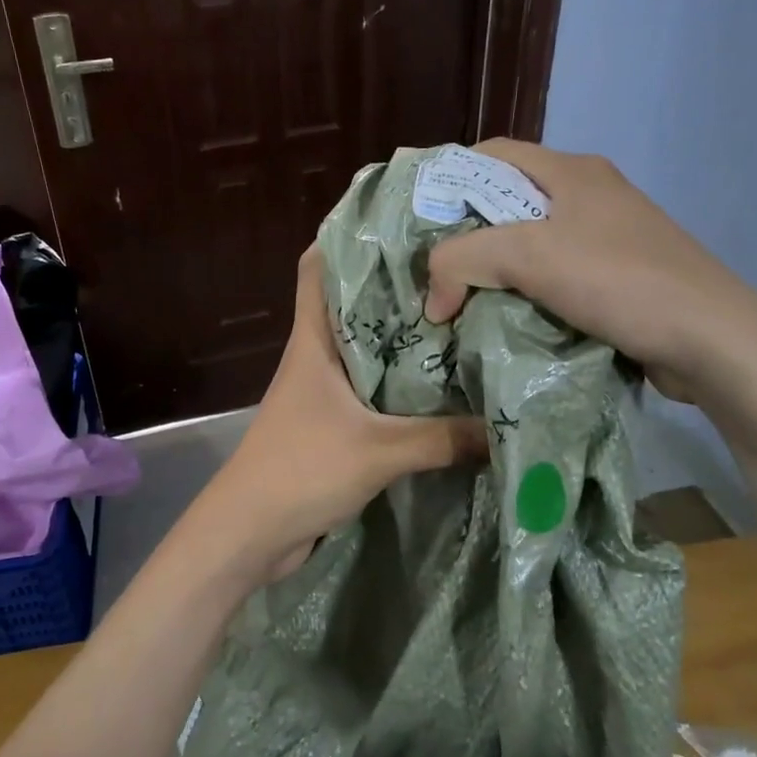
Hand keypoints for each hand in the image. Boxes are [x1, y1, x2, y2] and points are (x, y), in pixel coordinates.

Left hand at [193, 247, 487, 583]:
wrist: (250, 534)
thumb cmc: (301, 469)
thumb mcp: (379, 451)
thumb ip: (443, 439)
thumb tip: (506, 426)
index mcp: (312, 341)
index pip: (316, 268)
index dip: (345, 237)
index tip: (396, 222)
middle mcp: (315, 356)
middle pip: (352, 305)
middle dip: (394, 288)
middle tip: (453, 270)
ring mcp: (322, 392)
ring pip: (365, 350)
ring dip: (402, 340)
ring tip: (459, 320)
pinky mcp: (332, 426)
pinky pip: (372, 394)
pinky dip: (401, 387)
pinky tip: (442, 389)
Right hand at [422, 139, 756, 397]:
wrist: (711, 339)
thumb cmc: (617, 279)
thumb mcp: (528, 256)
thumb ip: (463, 261)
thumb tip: (431, 298)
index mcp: (571, 170)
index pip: (493, 154)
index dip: (450, 177)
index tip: (419, 217)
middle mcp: (589, 194)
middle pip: (509, 201)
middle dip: (467, 232)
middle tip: (432, 266)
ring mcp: (608, 237)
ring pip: (530, 243)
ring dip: (494, 268)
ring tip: (459, 296)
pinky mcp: (618, 277)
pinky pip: (554, 276)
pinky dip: (524, 293)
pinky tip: (505, 318)